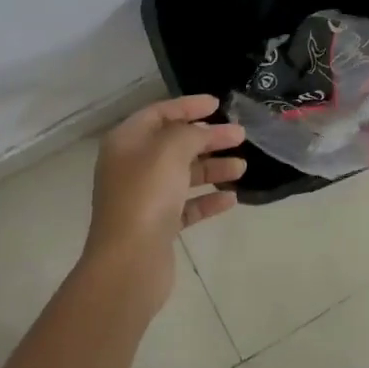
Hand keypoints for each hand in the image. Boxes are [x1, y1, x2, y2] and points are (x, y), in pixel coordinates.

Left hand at [84, 94, 245, 313]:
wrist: (129, 262)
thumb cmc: (146, 195)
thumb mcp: (170, 150)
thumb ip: (190, 133)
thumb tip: (201, 133)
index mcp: (126, 142)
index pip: (159, 113)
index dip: (188, 106)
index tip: (218, 105)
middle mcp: (131, 166)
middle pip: (174, 144)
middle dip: (208, 138)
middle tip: (240, 135)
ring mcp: (144, 198)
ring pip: (183, 175)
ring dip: (212, 168)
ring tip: (242, 166)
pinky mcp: (157, 226)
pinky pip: (186, 206)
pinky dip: (207, 200)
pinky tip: (231, 199)